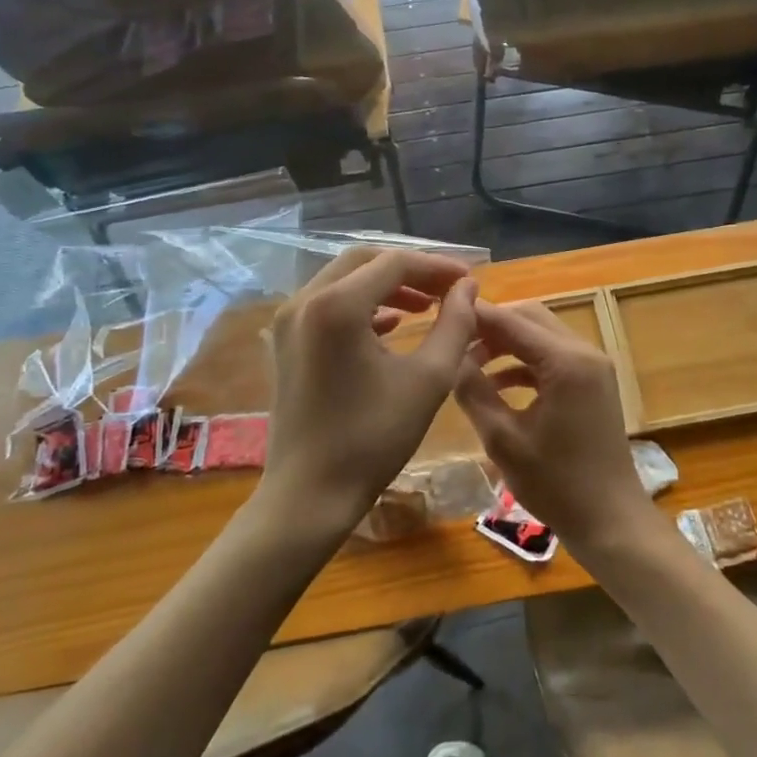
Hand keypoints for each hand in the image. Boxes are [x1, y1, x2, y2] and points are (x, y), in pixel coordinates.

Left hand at [258, 247, 477, 538]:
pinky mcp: (285, 342)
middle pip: (365, 262)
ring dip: (387, 285)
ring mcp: (288, 321)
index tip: (471, 280)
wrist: (309, 495)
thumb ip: (455, 324)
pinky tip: (392, 325)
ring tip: (427, 305)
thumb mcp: (429, 379)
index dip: (437, 267)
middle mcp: (304, 301)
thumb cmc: (373, 439)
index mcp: (336, 305)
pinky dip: (363, 305)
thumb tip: (468, 288)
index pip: (395, 263)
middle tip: (449, 288)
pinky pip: (328, 304)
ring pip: (344, 280)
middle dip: (411, 270)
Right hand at [452, 300, 655, 556]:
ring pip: (541, 336)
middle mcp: (584, 352)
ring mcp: (593, 367)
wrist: (610, 520)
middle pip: (530, 318)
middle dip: (491, 327)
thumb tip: (451, 359)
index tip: (440, 315)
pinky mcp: (592, 384)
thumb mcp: (503, 439)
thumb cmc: (556, 483)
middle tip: (454, 340)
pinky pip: (552, 358)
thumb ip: (474, 392)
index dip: (475, 316)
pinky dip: (524, 364)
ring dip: (506, 344)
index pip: (511, 321)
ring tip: (467, 364)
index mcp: (566, 361)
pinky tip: (496, 385)